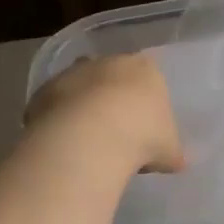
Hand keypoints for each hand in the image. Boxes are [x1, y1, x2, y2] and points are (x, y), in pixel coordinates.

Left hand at [24, 53, 184, 173]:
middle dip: (112, 98)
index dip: (146, 101)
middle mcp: (108, 62)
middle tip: (117, 131)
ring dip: (83, 108)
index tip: (146, 126)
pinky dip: (59, 121)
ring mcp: (73, 74)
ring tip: (89, 142)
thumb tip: (180, 161)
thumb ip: (173, 152)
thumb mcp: (169, 151)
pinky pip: (55, 106)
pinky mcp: (44, 91)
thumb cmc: (143, 137)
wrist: (91, 138)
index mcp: (145, 68)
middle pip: (112, 77)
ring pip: (80, 88)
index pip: (149, 77)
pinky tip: (66, 145)